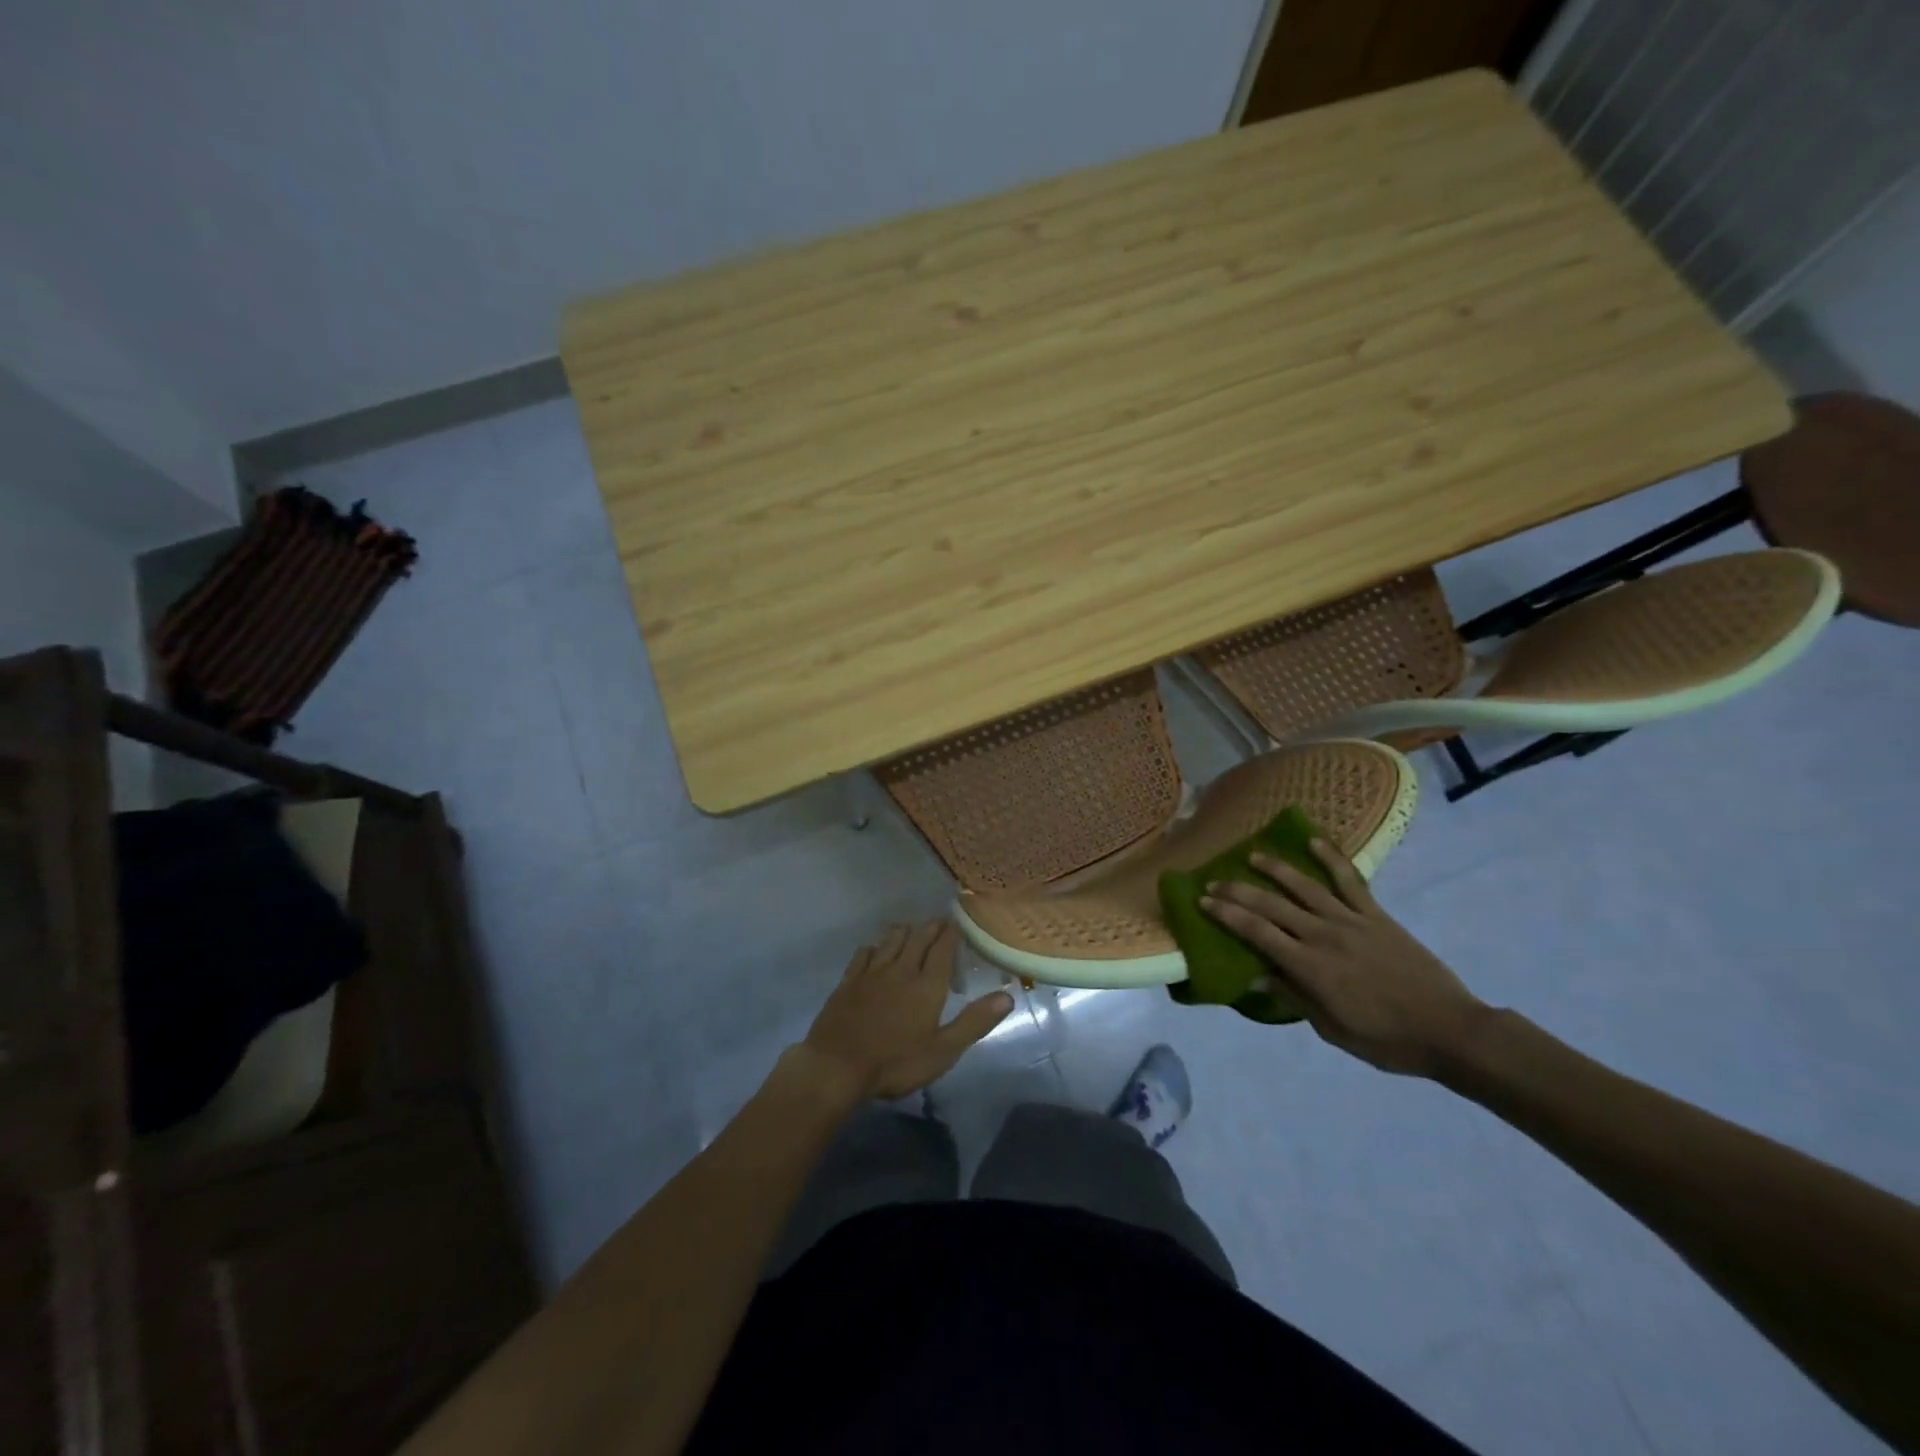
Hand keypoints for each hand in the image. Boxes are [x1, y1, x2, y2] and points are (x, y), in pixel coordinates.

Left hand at [796, 922, 1013, 1100]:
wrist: (837, 1065)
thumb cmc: (895, 1062)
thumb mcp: (943, 1050)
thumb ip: (974, 1022)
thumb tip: (1007, 996)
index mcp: (927, 986)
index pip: (943, 950)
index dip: (951, 934)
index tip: (957, 922)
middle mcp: (901, 970)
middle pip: (918, 939)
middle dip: (930, 928)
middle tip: (939, 922)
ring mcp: (872, 973)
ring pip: (891, 940)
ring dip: (904, 931)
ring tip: (910, 929)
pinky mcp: (849, 981)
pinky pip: (864, 953)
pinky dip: (874, 947)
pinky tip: (874, 950)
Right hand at [1200, 840, 1488, 1077]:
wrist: (1450, 1030)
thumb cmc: (1387, 1040)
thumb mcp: (1332, 1030)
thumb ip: (1294, 998)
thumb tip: (1257, 976)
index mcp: (1309, 967)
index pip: (1257, 932)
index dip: (1227, 914)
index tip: (1203, 901)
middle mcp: (1323, 935)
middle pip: (1271, 905)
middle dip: (1237, 891)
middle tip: (1213, 881)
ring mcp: (1351, 921)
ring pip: (1304, 886)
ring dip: (1275, 868)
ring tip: (1252, 855)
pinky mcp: (1376, 915)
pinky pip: (1350, 881)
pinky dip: (1331, 858)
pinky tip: (1313, 842)